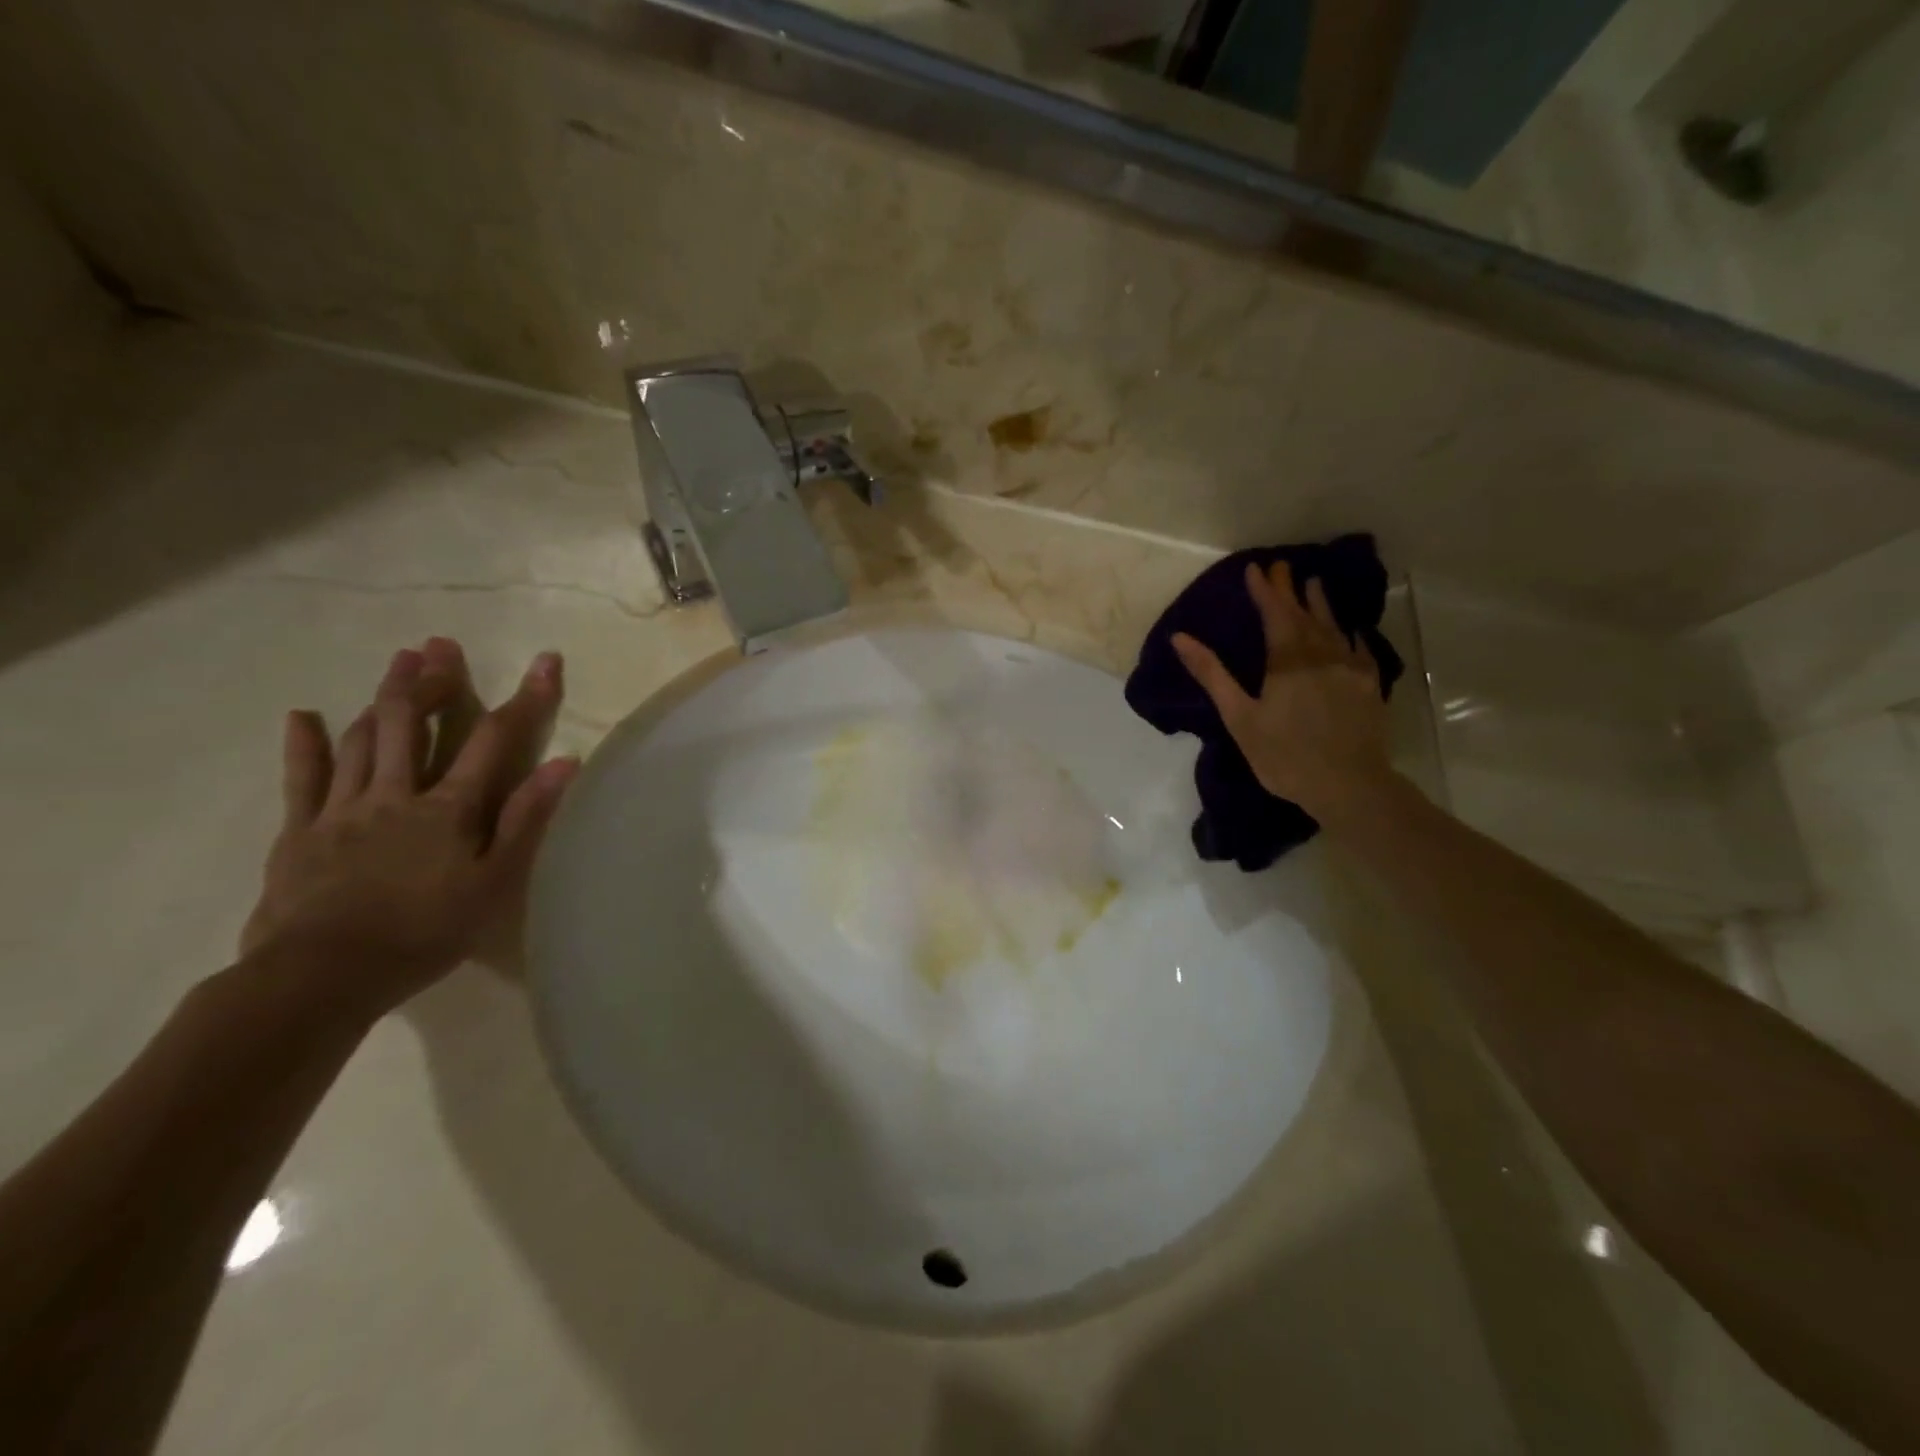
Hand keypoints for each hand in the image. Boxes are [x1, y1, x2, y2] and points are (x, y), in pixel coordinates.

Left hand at [240, 636, 578, 1017]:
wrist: (323, 975)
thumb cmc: (425, 932)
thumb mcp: (495, 882)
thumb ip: (527, 819)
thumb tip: (565, 763)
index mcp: (449, 808)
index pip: (495, 739)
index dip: (525, 697)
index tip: (546, 660)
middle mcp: (396, 794)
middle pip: (412, 723)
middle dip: (432, 681)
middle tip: (440, 646)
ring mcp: (343, 809)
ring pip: (363, 739)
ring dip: (383, 697)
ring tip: (399, 664)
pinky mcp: (299, 831)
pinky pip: (302, 779)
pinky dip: (305, 744)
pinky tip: (304, 716)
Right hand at [1171, 561, 1392, 825]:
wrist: (1348, 785)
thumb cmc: (1284, 755)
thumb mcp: (1239, 717)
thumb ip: (1212, 674)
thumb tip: (1180, 638)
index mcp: (1287, 661)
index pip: (1274, 614)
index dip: (1264, 591)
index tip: (1255, 568)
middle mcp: (1321, 655)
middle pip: (1303, 615)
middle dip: (1289, 590)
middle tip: (1281, 566)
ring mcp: (1350, 669)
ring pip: (1333, 626)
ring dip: (1321, 604)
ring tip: (1314, 583)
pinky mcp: (1368, 686)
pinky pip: (1359, 649)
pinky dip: (1349, 633)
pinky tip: (1348, 630)